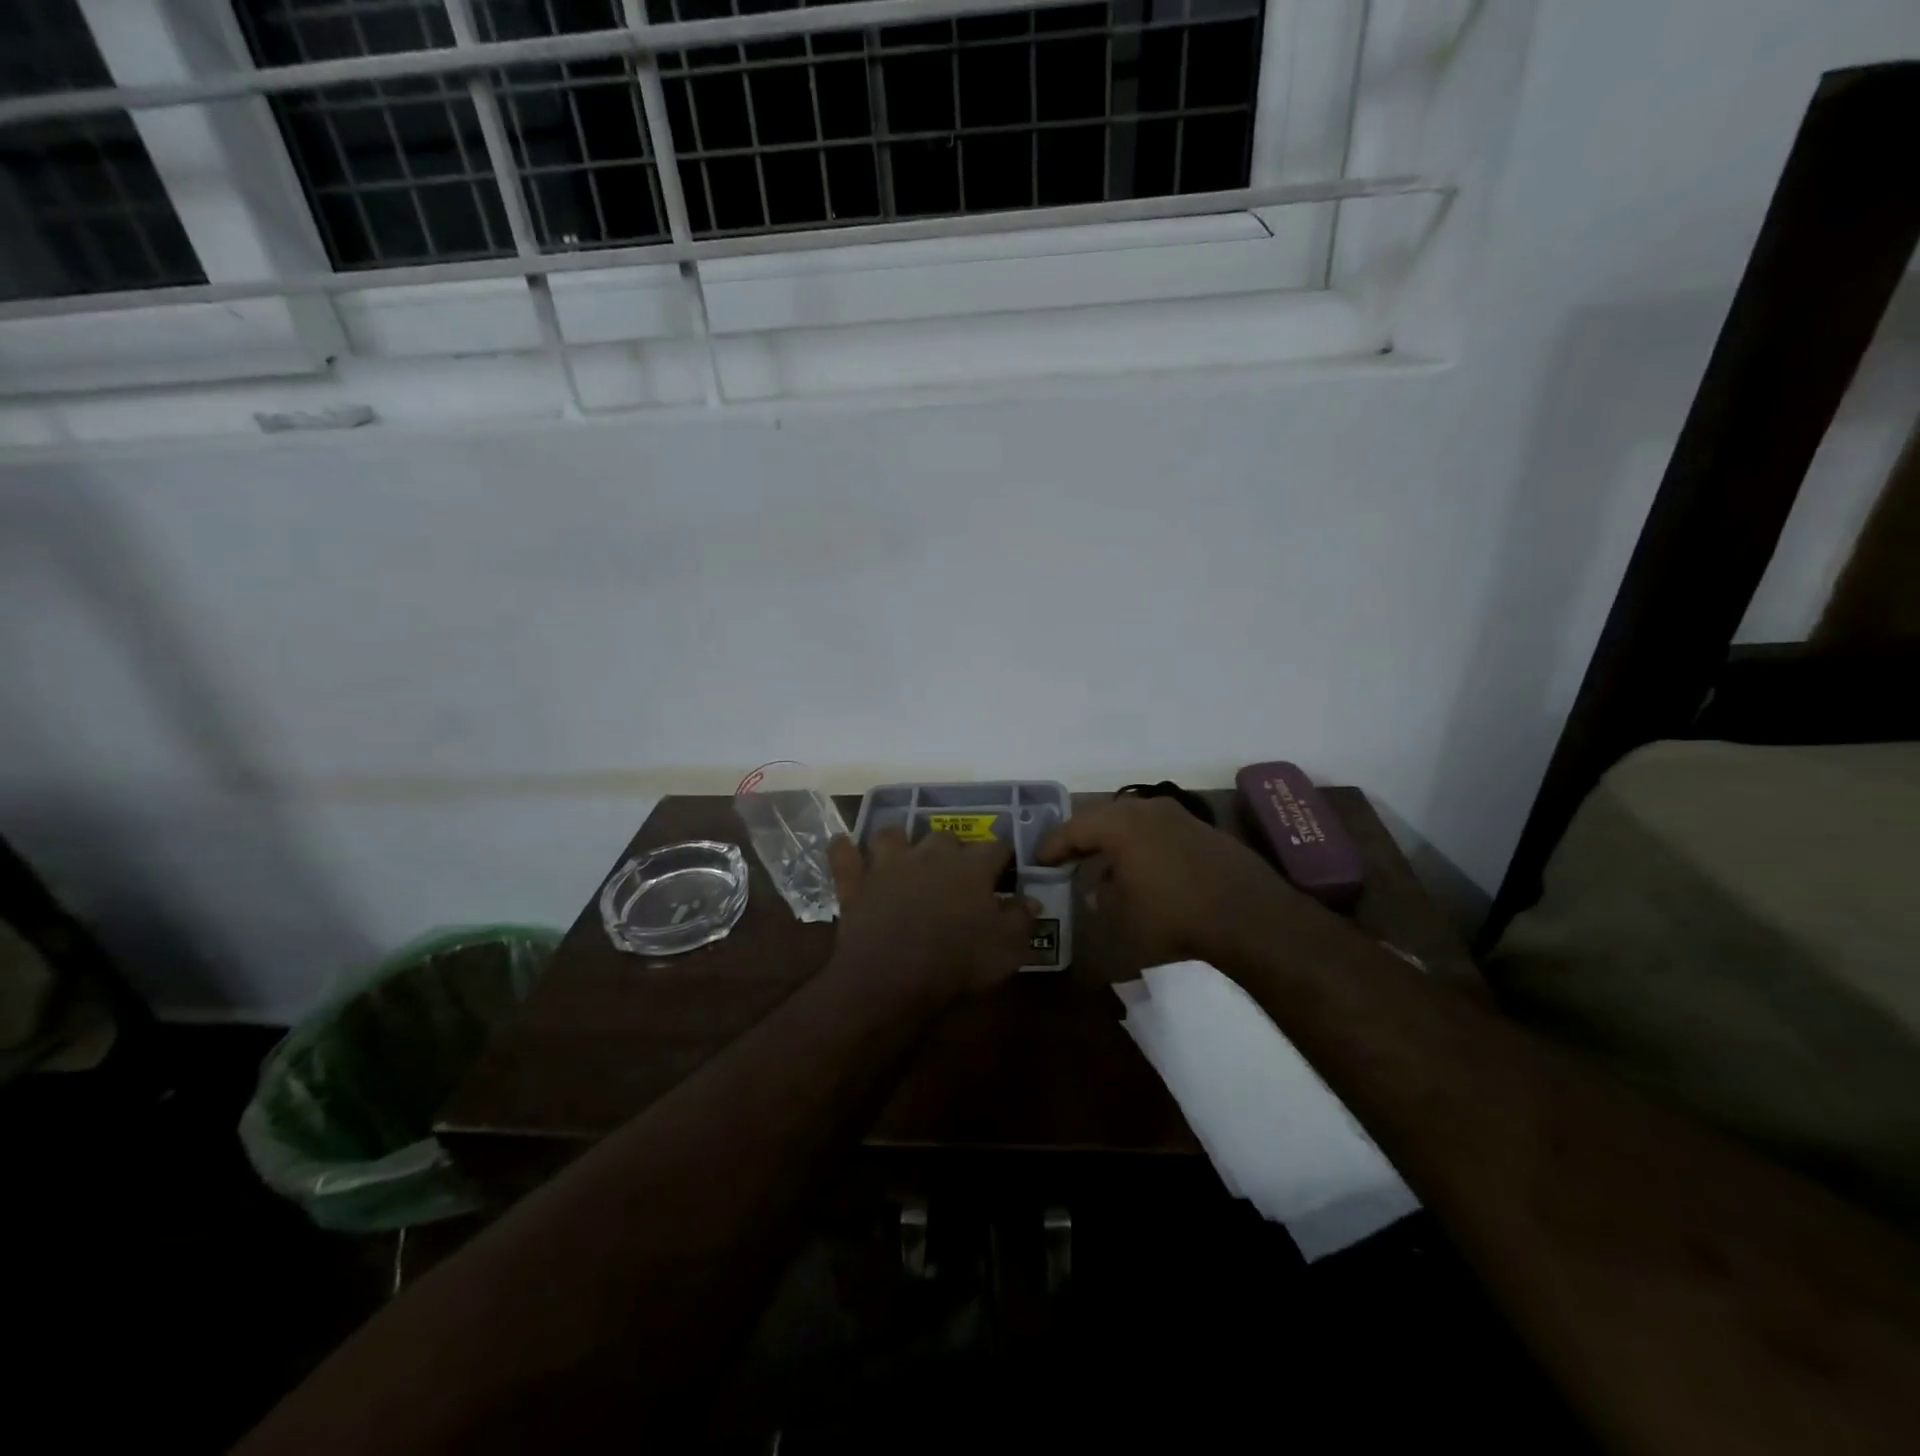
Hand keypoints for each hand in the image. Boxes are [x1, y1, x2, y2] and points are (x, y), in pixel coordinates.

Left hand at [828, 829, 1035, 1000]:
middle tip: (956, 870)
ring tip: (903, 853)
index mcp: (972, 867)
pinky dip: (843, 849)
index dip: (1003, 856)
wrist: (893, 977)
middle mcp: (931, 854)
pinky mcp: (856, 882)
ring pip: (892, 834)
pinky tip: (842, 845)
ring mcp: (889, 864)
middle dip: (952, 848)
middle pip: (945, 837)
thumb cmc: (958, 962)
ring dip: (898, 840)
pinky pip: (844, 856)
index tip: (1006, 869)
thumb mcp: (1007, 948)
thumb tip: (1031, 900)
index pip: (996, 847)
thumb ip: (1021, 919)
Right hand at [1036, 795, 1300, 966]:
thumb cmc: (1174, 915)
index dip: (1052, 845)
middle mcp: (1147, 809)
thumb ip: (1102, 895)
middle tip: (1066, 857)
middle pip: (1103, 819)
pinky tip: (1144, 870)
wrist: (1251, 917)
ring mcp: (1180, 816)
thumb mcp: (1123, 914)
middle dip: (1083, 838)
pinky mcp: (1204, 831)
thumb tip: (1100, 887)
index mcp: (1120, 823)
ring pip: (1134, 823)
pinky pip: (1160, 833)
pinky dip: (1143, 847)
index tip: (1037, 859)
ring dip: (1115, 842)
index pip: (1074, 828)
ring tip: (1103, 865)